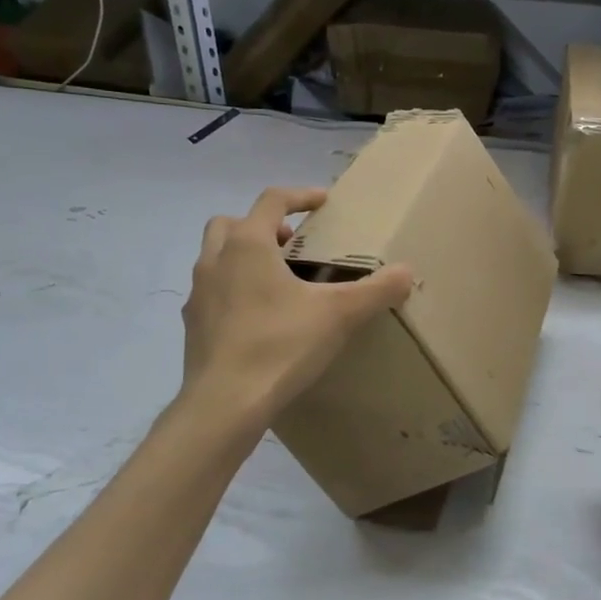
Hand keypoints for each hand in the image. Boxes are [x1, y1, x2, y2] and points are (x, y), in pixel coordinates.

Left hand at [181, 187, 413, 420]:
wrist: (225, 404)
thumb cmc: (280, 345)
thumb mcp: (339, 315)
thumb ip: (376, 290)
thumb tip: (407, 273)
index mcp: (248, 245)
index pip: (272, 200)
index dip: (301, 196)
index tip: (324, 202)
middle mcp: (216, 260)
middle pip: (232, 223)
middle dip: (262, 225)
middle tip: (291, 245)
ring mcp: (199, 294)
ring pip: (216, 257)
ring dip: (243, 257)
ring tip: (278, 281)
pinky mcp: (193, 325)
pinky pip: (213, 293)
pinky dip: (233, 291)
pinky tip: (259, 318)